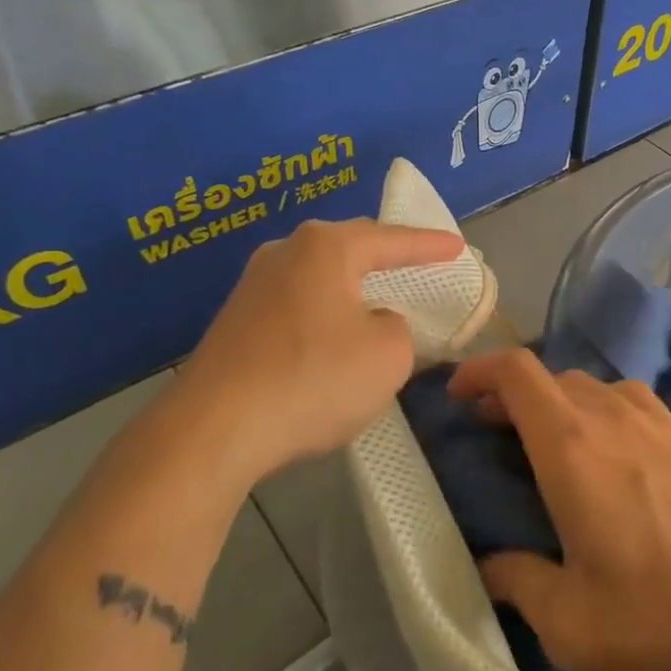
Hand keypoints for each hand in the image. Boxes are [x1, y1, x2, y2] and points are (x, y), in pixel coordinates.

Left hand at [170, 218, 466, 487]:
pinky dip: (324, 313)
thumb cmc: (313, 379)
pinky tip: (331, 335)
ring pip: (318, 275)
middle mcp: (285, 252)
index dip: (430, 245)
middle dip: (386, 254)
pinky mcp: (234, 321)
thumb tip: (373, 322)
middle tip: (417, 260)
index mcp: (326, 247)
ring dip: (351, 285)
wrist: (212, 430)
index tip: (458, 248)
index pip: (392, 240)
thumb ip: (397, 328)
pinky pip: (296, 304)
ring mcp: (252, 285)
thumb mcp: (388, 355)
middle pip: (349, 246)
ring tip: (377, 295)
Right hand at [448, 349, 670, 670]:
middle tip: (492, 432)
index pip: (515, 372)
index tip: (457, 395)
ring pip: (587, 385)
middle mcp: (608, 414)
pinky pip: (624, 399)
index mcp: (570, 445)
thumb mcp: (571, 621)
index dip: (478, 370)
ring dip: (555, 402)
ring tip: (544, 442)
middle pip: (548, 376)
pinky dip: (596, 409)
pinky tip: (606, 453)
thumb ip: (518, 584)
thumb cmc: (661, 609)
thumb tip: (490, 566)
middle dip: (511, 394)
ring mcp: (653, 418)